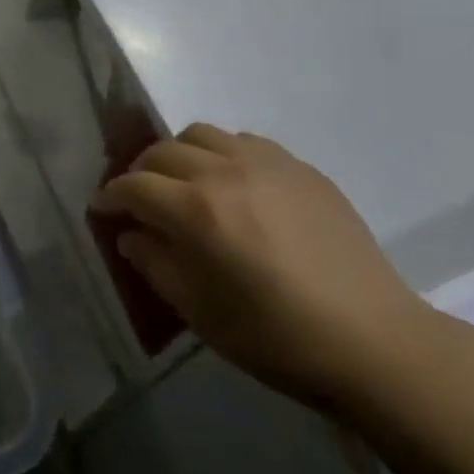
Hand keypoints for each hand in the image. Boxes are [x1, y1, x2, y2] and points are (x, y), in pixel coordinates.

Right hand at [93, 123, 437, 409]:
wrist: (371, 339)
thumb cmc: (277, 338)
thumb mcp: (201, 313)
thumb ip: (156, 265)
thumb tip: (132, 235)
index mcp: (197, 211)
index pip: (135, 186)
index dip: (111, 196)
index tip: (102, 208)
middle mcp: (225, 171)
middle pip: (163, 151)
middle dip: (140, 172)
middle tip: (139, 199)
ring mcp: (266, 162)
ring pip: (202, 134)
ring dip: (180, 154)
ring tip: (185, 183)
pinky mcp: (299, 166)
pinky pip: (244, 142)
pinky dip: (222, 154)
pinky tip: (233, 185)